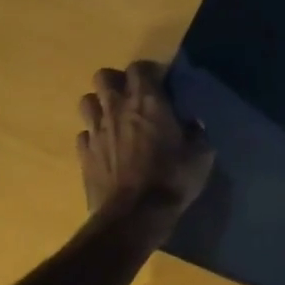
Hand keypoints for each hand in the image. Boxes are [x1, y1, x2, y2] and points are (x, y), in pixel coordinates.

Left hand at [77, 62, 213, 221]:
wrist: (134, 216)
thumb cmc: (172, 180)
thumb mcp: (201, 156)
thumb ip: (197, 134)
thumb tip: (193, 125)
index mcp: (148, 101)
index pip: (139, 67)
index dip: (149, 72)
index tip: (161, 84)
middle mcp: (117, 108)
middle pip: (104, 76)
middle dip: (117, 82)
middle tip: (133, 98)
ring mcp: (95, 130)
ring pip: (87, 101)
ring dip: (100, 105)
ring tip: (115, 119)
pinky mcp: (83, 154)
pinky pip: (83, 134)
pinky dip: (93, 136)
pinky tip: (106, 148)